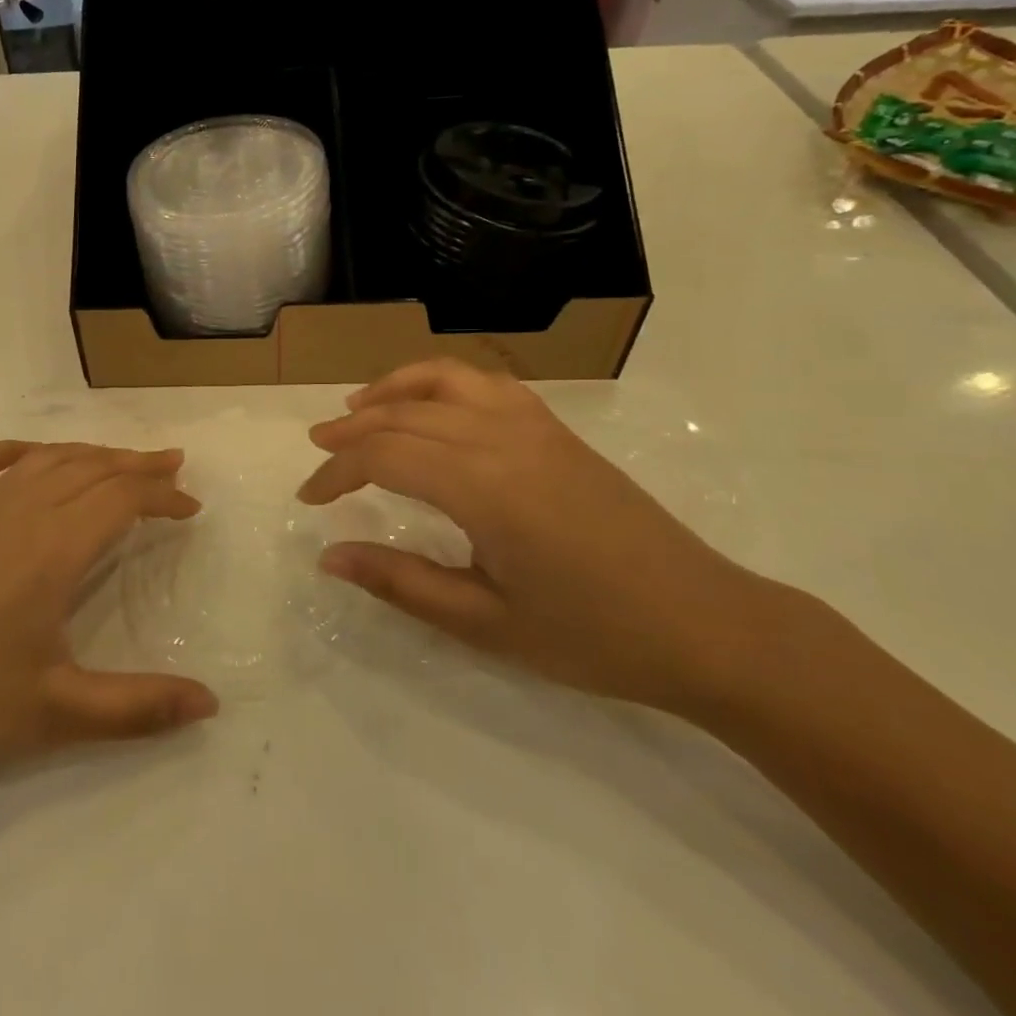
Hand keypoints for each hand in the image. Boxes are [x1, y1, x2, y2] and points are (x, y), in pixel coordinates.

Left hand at [0, 442, 219, 783]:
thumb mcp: (56, 712)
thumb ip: (138, 707)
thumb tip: (211, 703)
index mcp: (54, 546)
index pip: (123, 498)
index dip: (163, 495)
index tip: (192, 506)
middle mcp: (22, 508)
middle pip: (93, 467)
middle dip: (139, 464)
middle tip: (174, 465)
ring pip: (49, 457)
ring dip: (93, 453)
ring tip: (122, 459)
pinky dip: (23, 449)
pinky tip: (34, 457)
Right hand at [298, 359, 773, 711]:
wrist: (706, 625)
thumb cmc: (592, 636)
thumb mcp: (486, 623)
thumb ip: (401, 582)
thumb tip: (329, 556)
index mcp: (482, 487)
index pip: (383, 456)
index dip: (336, 471)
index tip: (310, 498)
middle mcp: (502, 438)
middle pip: (403, 415)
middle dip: (351, 430)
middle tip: (317, 451)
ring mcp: (534, 424)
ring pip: (444, 379)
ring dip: (392, 389)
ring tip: (358, 407)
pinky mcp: (556, 428)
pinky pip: (485, 382)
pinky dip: (442, 381)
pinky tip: (430, 405)